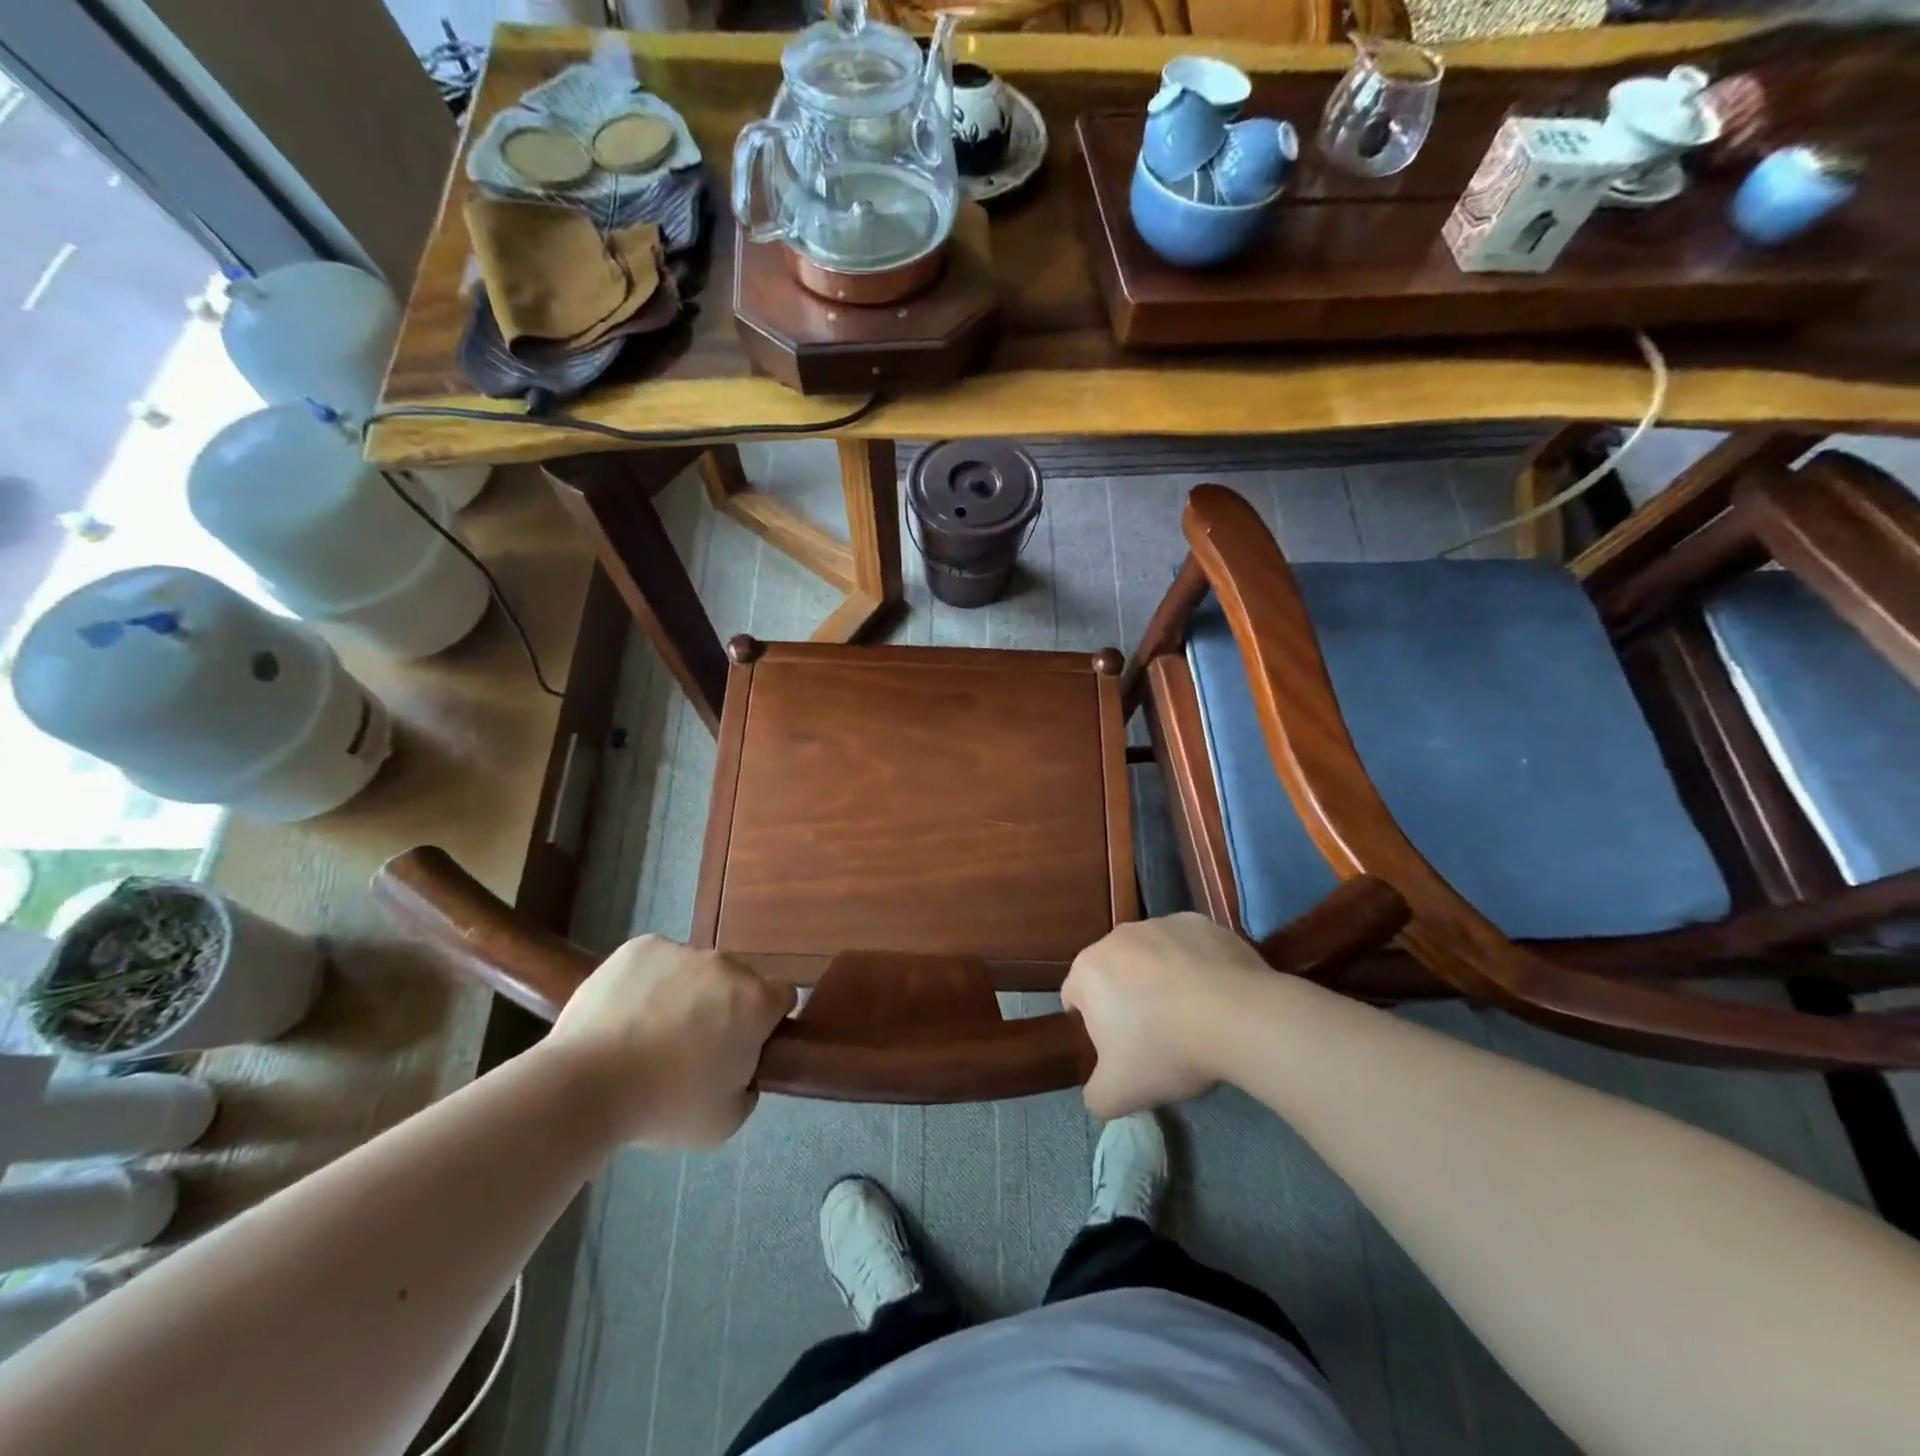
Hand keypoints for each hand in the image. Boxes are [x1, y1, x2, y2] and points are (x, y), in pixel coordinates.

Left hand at [547, 936, 796, 1148]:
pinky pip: (657, 961)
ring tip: (649, 1031)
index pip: (783, 997)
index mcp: (756, 1002)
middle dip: (725, 1005)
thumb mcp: (724, 1122)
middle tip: (694, 1045)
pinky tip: (626, 1013)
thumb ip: (748, 1088)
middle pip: (739, 980)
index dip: (768, 1021)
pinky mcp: (641, 946)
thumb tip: (741, 1069)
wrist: (584, 1085)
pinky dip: (650, 981)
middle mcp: (727, 965)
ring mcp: (682, 950)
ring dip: (687, 992)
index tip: (745, 1045)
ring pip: (696, 969)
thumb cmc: (664, 1107)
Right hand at [1062, 913, 1269, 1118]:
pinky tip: (1215, 995)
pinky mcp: (1200, 923)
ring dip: (1160, 979)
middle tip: (1154, 1036)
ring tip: (1190, 1016)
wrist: (1237, 1017)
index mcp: (1088, 971)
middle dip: (1126, 999)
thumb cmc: (1166, 1050)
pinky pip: (1188, 947)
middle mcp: (1117, 936)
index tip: (1118, 1051)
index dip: (1092, 1027)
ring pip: (1151, 956)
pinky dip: (1194, 966)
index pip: (1074, 998)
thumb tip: (1099, 1090)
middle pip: (1113, 972)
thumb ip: (1095, 1095)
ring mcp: (1160, 924)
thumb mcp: (1117, 1094)